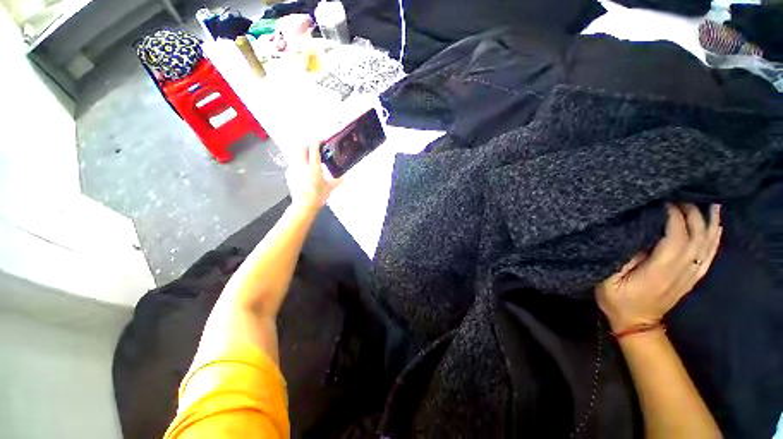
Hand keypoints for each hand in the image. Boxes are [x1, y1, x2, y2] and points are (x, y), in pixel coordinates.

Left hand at [285, 143, 342, 210]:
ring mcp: (294, 169)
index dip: (317, 143)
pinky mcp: (289, 175)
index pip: (313, 150)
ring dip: (302, 154)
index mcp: (314, 168)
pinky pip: (293, 164)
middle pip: (301, 149)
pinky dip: (298, 164)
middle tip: (313, 148)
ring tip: (308, 159)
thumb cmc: (317, 197)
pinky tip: (303, 170)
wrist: (304, 205)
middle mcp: (302, 166)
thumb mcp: (329, 188)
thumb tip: (344, 178)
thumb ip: (336, 181)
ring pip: (296, 156)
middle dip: (307, 146)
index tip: (320, 141)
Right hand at [596, 203, 721, 331]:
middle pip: (695, 236)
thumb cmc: (617, 300)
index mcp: (660, 270)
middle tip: (679, 195)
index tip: (661, 200)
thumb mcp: (608, 279)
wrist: (637, 323)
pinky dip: (715, 237)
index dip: (672, 216)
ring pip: (708, 243)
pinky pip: (710, 253)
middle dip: (690, 213)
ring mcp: (691, 274)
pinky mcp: (693, 276)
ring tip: (707, 201)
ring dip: (708, 221)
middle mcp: (682, 270)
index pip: (675, 237)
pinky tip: (716, 225)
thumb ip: (621, 257)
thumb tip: (634, 233)